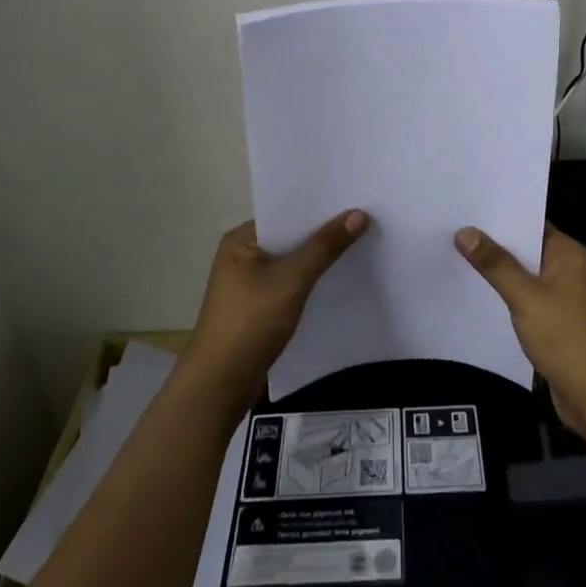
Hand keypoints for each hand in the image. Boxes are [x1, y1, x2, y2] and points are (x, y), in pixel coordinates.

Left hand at [181, 211, 368, 408]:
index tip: (354, 200)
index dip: (318, 208)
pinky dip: (311, 283)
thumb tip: (359, 214)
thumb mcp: (291, 280)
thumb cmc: (250, 323)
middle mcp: (243, 256)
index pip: (285, 214)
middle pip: (290, 238)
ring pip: (292, 264)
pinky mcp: (258, 309)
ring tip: (360, 245)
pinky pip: (291, 286)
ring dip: (319, 260)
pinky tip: (339, 281)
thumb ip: (325, 247)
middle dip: (322, 234)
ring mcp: (249, 285)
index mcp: (241, 240)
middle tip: (365, 220)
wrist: (220, 386)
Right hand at [456, 223, 585, 443]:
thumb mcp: (526, 297)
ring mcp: (565, 299)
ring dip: (498, 273)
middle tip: (451, 231)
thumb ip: (496, 264)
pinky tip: (477, 295)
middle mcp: (570, 270)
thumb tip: (464, 231)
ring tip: (455, 258)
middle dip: (493, 245)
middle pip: (526, 250)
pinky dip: (507, 298)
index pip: (531, 223)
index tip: (466, 209)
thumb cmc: (567, 338)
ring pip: (525, 277)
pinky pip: (527, 301)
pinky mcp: (557, 324)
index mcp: (569, 254)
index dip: (500, 217)